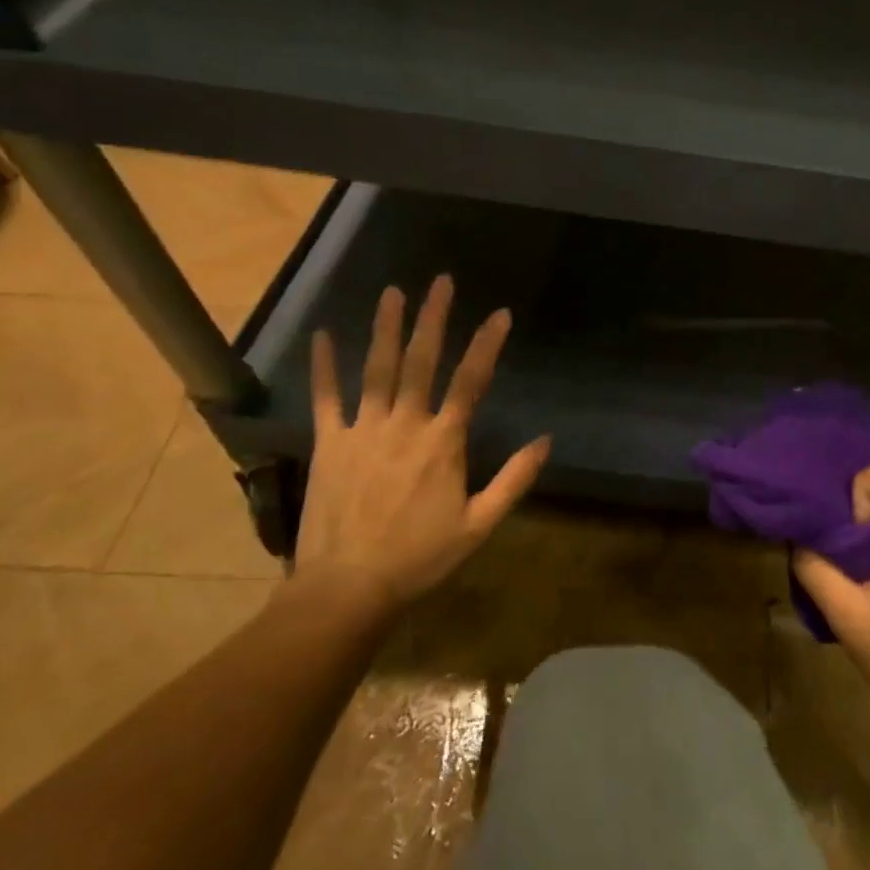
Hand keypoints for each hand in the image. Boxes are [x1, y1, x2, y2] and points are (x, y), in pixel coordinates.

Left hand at [293, 278, 550, 612]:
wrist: (347, 588)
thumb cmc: (420, 556)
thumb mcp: (480, 524)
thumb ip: (515, 480)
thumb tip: (546, 440)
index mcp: (443, 442)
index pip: (470, 381)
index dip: (487, 344)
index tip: (500, 313)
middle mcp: (404, 424)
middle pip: (421, 361)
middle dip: (433, 318)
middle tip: (441, 281)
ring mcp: (363, 430)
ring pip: (377, 369)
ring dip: (386, 328)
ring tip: (393, 292)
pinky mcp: (330, 443)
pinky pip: (327, 398)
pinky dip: (324, 366)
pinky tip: (324, 335)